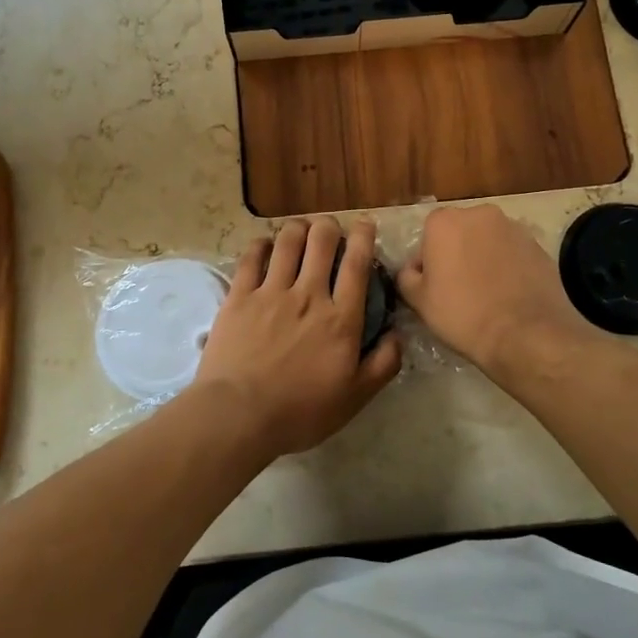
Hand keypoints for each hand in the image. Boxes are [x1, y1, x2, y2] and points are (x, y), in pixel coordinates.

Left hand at [189, 217, 402, 457]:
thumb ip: (384, 364)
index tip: (364, 224)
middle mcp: (309, 295)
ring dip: (297, 228)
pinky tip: (265, 245)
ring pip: (288, 241)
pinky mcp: (239, 296)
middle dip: (329, 226)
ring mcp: (271, 292)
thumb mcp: (355, 397)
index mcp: (341, 318)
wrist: (239, 414)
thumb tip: (398, 334)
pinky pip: (251, 257)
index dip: (363, 237)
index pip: (356, 264)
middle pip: (321, 241)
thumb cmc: (301, 411)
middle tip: (329, 229)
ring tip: (300, 229)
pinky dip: (261, 245)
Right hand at [396, 205, 587, 374]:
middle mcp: (479, 214)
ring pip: (488, 240)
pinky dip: (508, 266)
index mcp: (444, 221)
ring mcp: (513, 227)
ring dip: (483, 258)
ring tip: (487, 293)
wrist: (525, 333)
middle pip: (460, 232)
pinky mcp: (538, 245)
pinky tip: (509, 294)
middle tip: (458, 288)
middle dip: (457, 253)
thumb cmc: (463, 314)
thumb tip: (412, 270)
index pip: (427, 235)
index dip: (428, 262)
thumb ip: (406, 276)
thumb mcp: (419, 301)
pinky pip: (513, 252)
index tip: (433, 286)